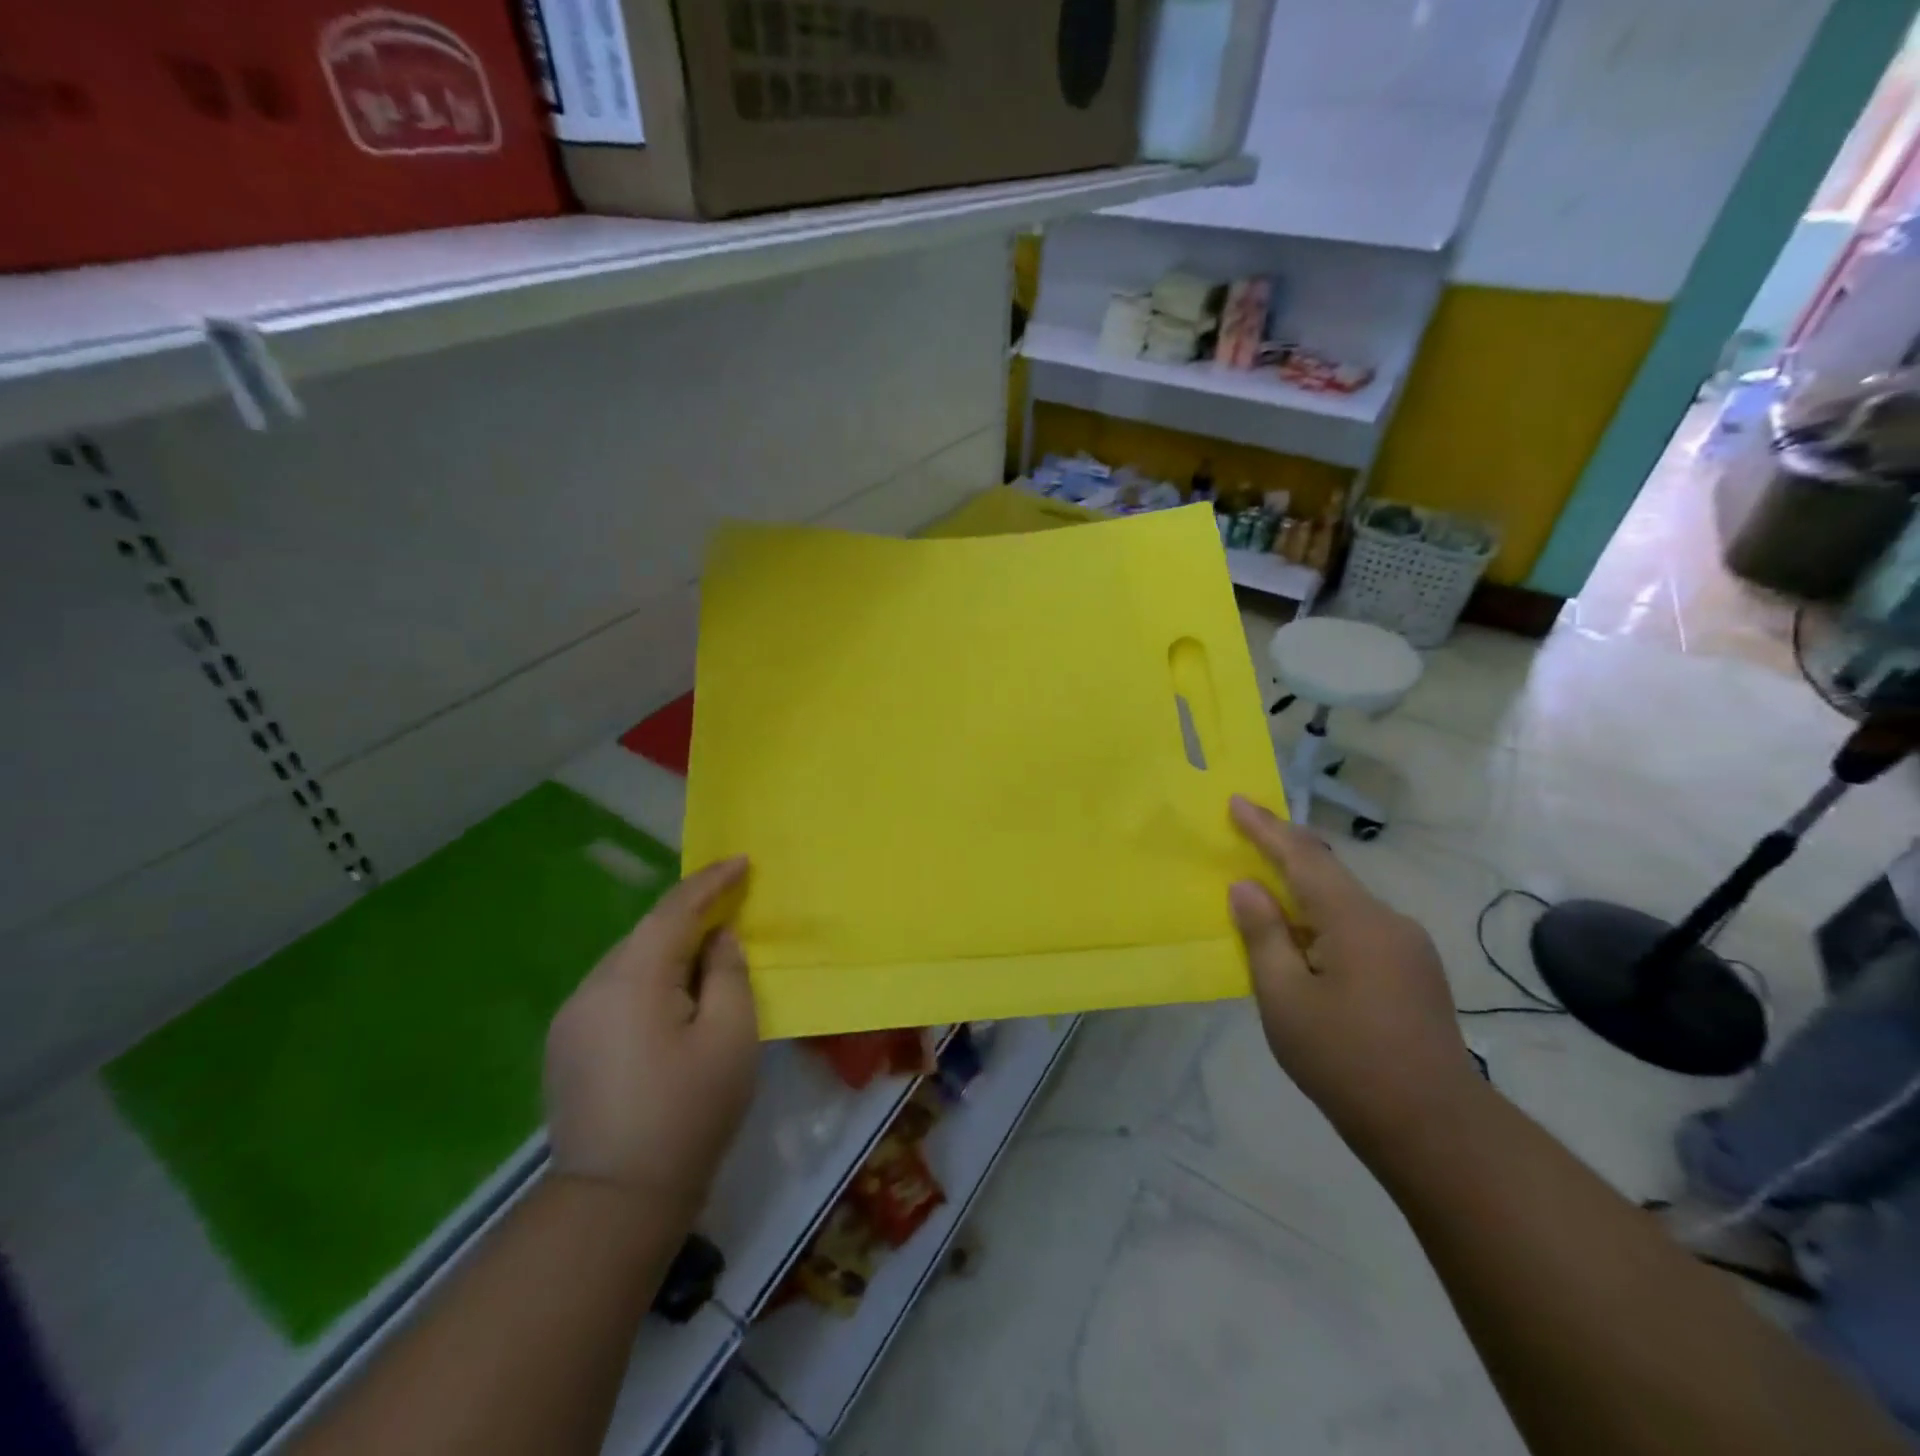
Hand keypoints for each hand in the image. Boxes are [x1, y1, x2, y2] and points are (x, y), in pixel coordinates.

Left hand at [544, 857, 758, 1214]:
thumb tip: (717, 940)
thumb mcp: (731, 1036)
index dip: (710, 881)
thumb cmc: (688, 1111)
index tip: (741, 862)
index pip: (673, 911)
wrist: (616, 1200)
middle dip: (690, 917)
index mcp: (632, 979)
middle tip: (732, 910)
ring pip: (628, 963)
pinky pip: (614, 992)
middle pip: (647, 934)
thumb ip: (728, 973)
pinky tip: (670, 1004)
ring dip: (668, 952)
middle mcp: (591, 988)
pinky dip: (647, 982)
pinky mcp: (566, 1047)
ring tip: (706, 961)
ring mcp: (571, 1019)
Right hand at [1227, 797, 1480, 1157]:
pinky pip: (1358, 928)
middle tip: (1244, 835)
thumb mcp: (1285, 998)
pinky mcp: (1414, 972)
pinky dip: (1322, 922)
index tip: (1236, 800)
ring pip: (1343, 903)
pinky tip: (1303, 947)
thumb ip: (1263, 935)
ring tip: (1264, 899)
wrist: (1435, 1129)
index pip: (1303, 857)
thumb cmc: (1345, 1061)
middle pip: (1327, 873)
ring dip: (1302, 894)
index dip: (1265, 827)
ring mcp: (1407, 947)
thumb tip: (1246, 887)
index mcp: (1355, 920)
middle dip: (1283, 851)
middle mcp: (1388, 921)